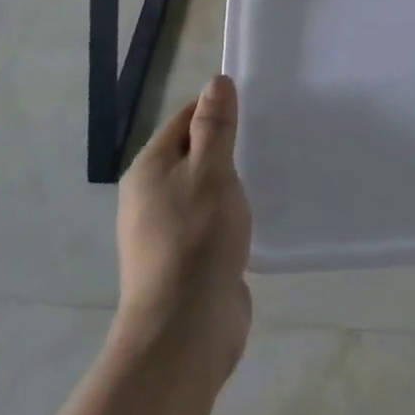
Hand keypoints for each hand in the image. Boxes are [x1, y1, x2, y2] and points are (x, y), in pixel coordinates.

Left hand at [114, 75, 252, 382]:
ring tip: (266, 175)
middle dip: (226, 147)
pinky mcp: (184, 263)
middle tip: (266, 139)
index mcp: (148, 170)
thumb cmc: (196, 239)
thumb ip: (215, 126)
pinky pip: (209, 224)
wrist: (184, 332)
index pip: (184, 120)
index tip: (253, 108)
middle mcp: (149, 198)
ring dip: (229, 184)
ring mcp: (165, 234)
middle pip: (192, 155)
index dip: (215, 110)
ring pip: (202, 191)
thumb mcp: (211, 172)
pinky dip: (229, 216)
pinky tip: (254, 219)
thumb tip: (216, 82)